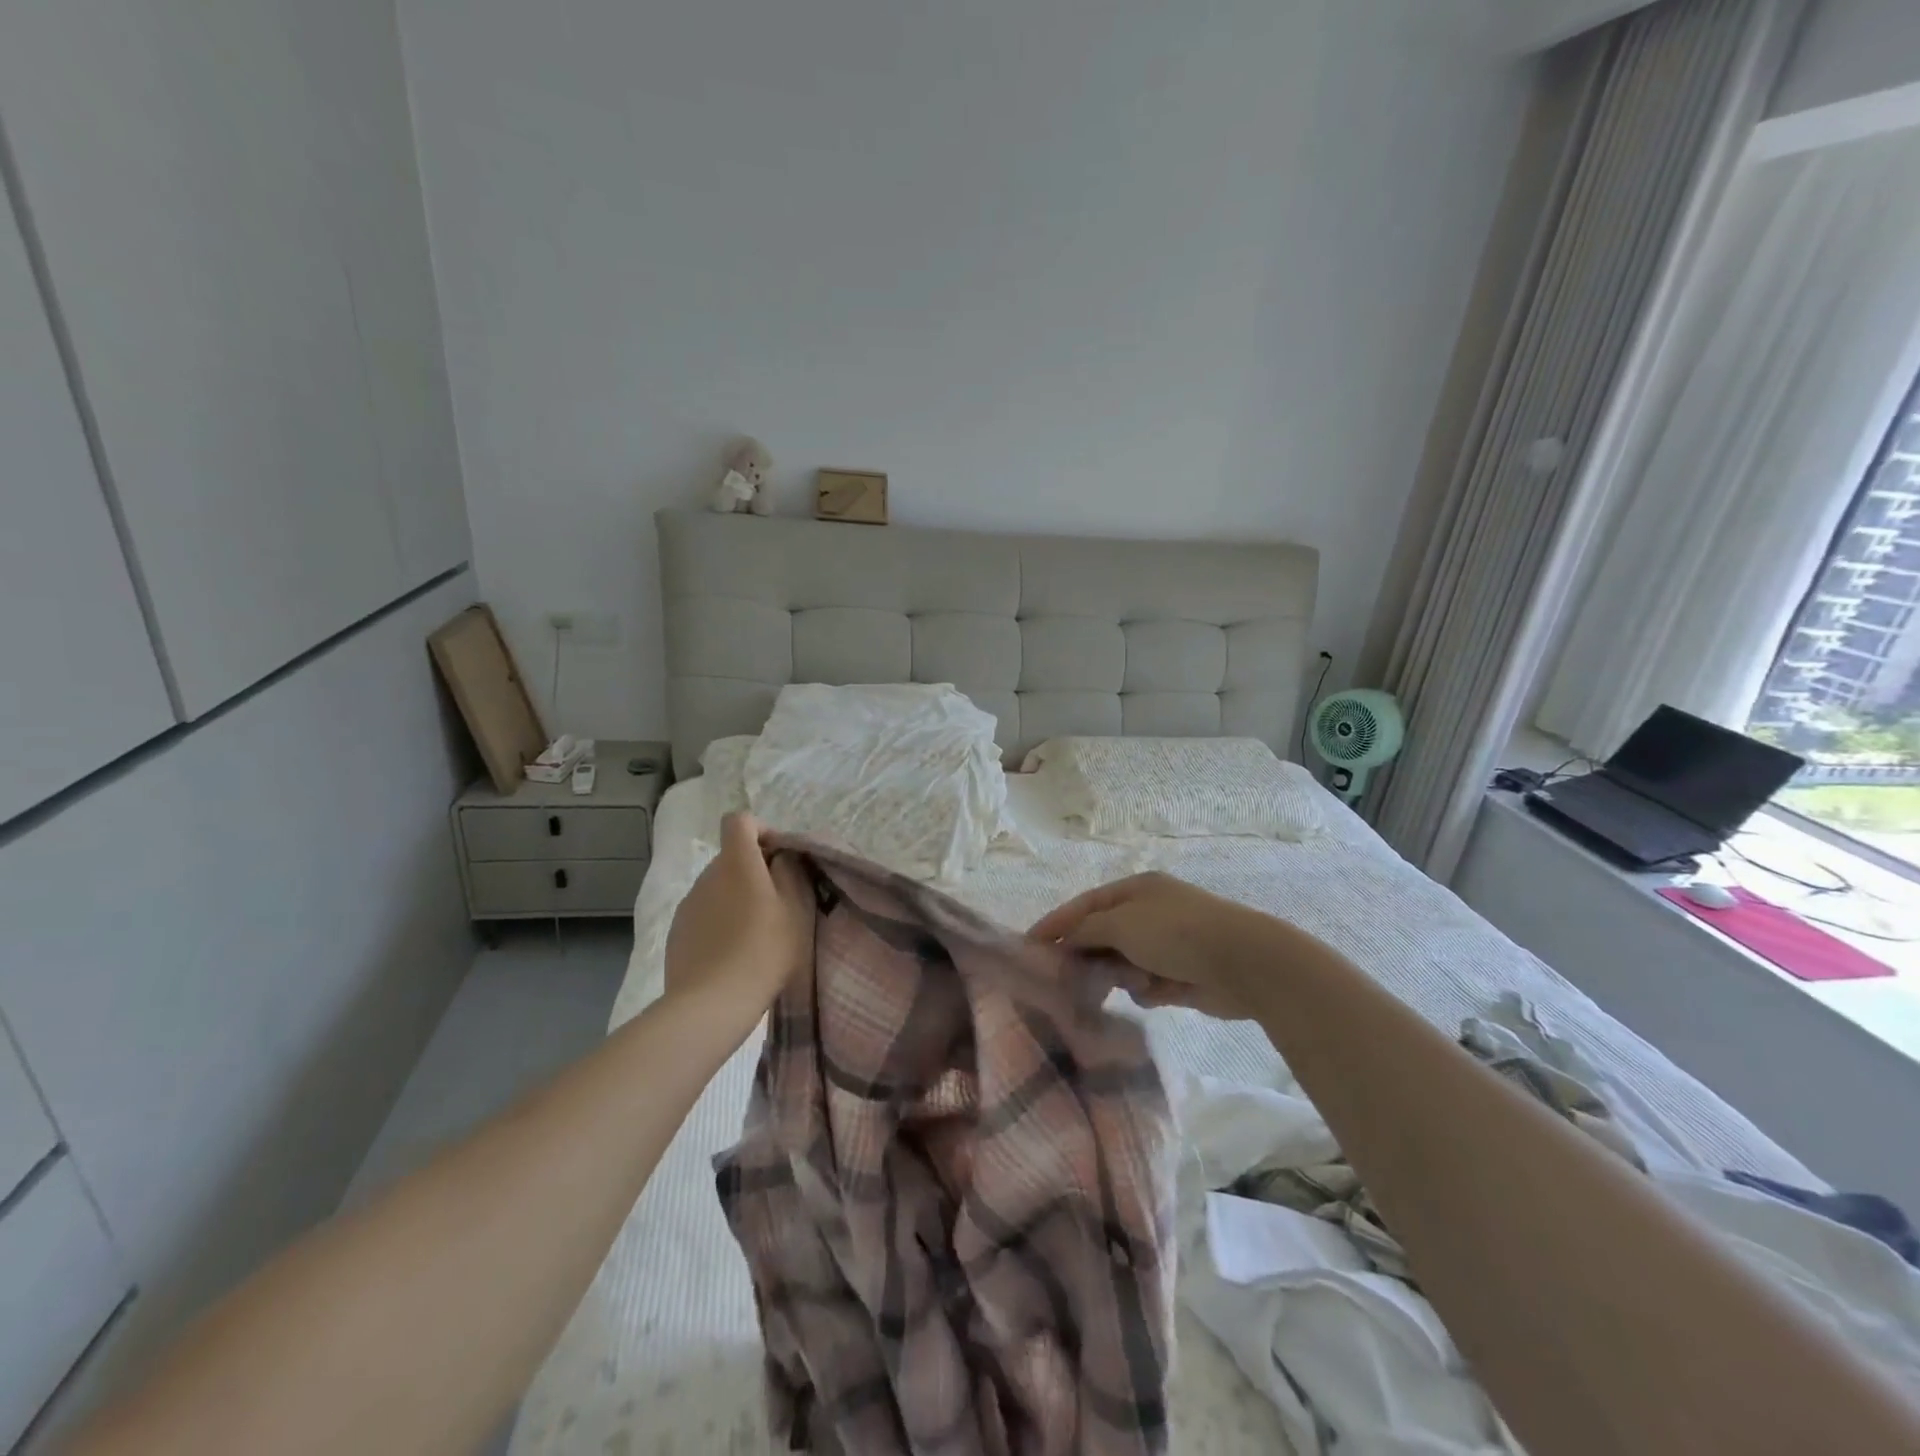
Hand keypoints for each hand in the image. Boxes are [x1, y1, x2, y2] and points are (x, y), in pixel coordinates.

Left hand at [665, 814, 813, 1021]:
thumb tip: (781, 857)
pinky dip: (718, 922)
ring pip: (717, 887)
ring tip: (755, 933)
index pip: (738, 821)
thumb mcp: (796, 909)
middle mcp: (707, 876)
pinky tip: (731, 953)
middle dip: (753, 870)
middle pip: (730, 857)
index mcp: (737, 863)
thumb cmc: (764, 951)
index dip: (760, 830)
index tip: (778, 856)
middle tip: (777, 902)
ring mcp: (688, 904)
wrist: (711, 1004)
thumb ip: (790, 873)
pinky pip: (703, 913)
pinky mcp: (677, 932)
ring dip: (735, 897)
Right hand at [1030, 871, 1284, 1019]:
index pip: (1084, 905)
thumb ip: (1085, 931)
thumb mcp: (1121, 924)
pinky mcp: (1181, 975)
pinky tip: (1155, 992)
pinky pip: (1147, 983)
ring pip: (1123, 962)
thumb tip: (1062, 941)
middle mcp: (1149, 913)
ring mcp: (1167, 944)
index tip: (1029, 946)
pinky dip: (1146, 989)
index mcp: (1136, 890)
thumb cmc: (1176, 932)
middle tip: (1062, 979)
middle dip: (1086, 955)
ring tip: (1119, 986)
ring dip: (1118, 974)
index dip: (1056, 924)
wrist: (1243, 962)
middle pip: (1102, 935)